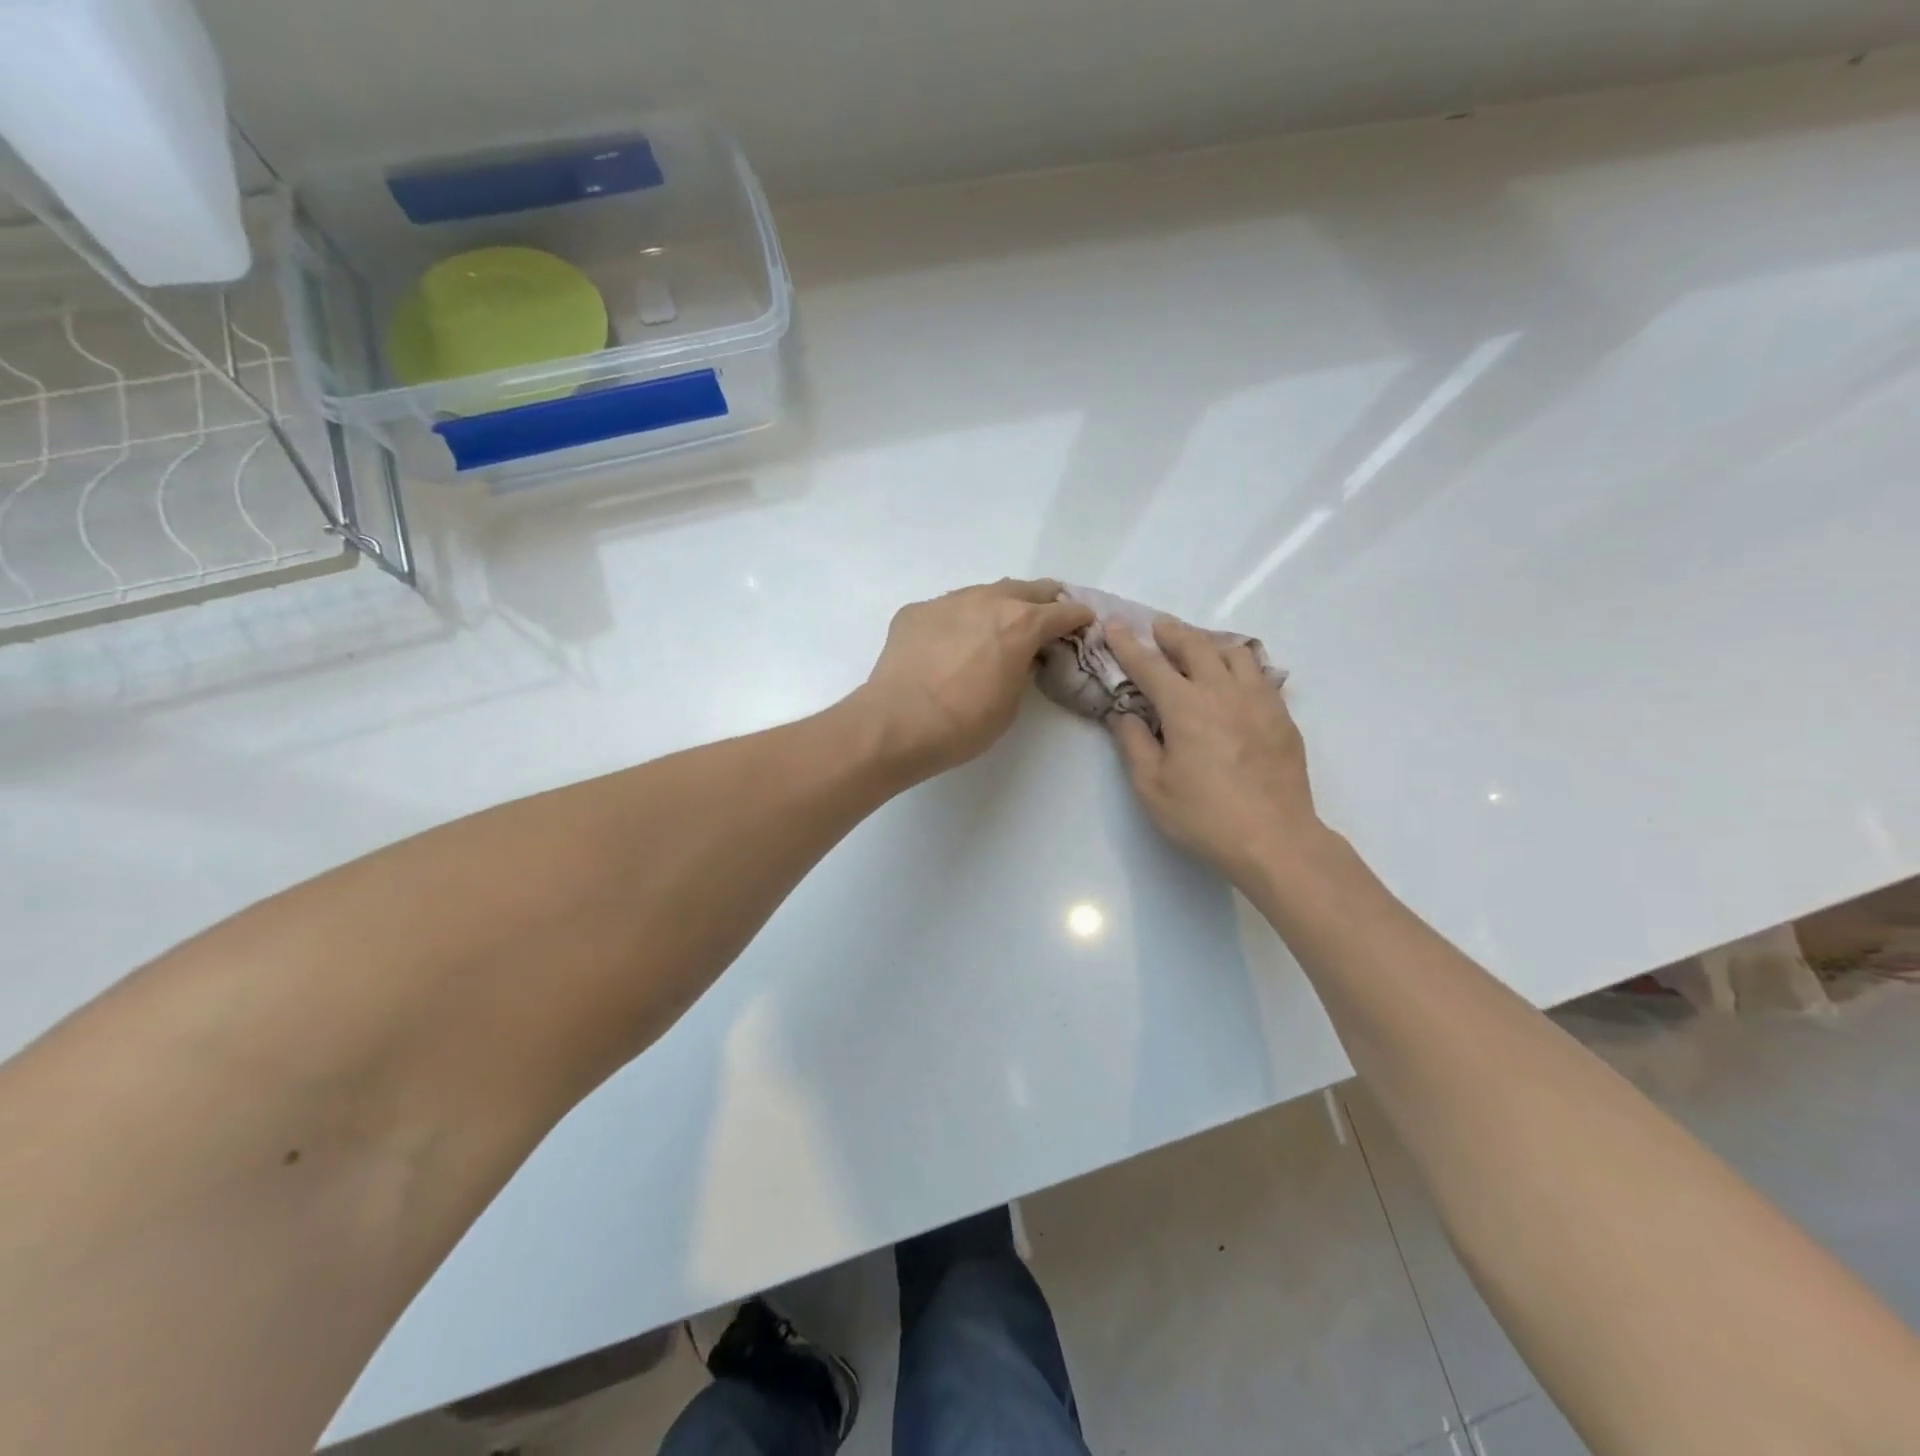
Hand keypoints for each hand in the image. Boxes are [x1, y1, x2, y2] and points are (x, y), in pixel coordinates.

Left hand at [854, 578, 1094, 776]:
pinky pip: (949, 608)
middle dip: (1044, 601)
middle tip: (1048, 617)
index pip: (1063, 611)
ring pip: (985, 592)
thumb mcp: (1011, 702)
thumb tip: (1019, 656)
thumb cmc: (963, 724)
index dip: (1078, 618)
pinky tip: (952, 642)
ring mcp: (948, 601)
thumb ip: (1022, 669)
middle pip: (1027, 589)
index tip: (1084, 623)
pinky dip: (961, 620)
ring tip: (999, 625)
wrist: (896, 724)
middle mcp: (988, 600)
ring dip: (1000, 605)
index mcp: (1021, 624)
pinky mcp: (916, 611)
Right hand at [1106, 618, 1322, 882]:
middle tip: (1158, 627)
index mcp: (1185, 706)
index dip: (1128, 644)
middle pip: (1195, 646)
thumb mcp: (1151, 786)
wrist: (1274, 839)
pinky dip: (1240, 664)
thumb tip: (1122, 714)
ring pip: (1234, 652)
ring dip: (1209, 642)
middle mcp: (1222, 691)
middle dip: (1171, 632)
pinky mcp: (1281, 716)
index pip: (1149, 665)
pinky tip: (1235, 677)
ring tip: (1198, 647)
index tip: (1114, 626)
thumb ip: (1133, 743)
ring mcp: (1258, 700)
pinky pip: (1259, 673)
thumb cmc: (1204, 816)